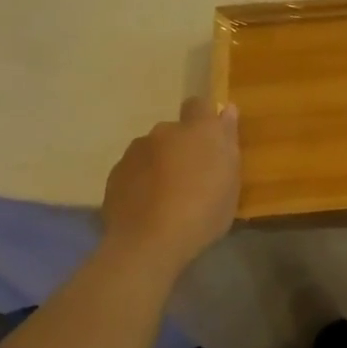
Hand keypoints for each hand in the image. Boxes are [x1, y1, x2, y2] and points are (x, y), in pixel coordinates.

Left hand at [99, 97, 240, 269]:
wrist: (150, 242)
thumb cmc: (204, 210)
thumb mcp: (232, 180)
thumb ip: (228, 141)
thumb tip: (227, 110)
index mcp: (198, 129)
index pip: (199, 105)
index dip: (204, 118)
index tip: (210, 140)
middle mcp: (164, 131)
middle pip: (174, 132)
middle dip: (180, 147)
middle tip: (191, 178)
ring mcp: (135, 152)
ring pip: (151, 151)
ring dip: (159, 164)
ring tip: (166, 197)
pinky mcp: (115, 175)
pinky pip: (133, 172)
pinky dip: (140, 183)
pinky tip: (147, 208)